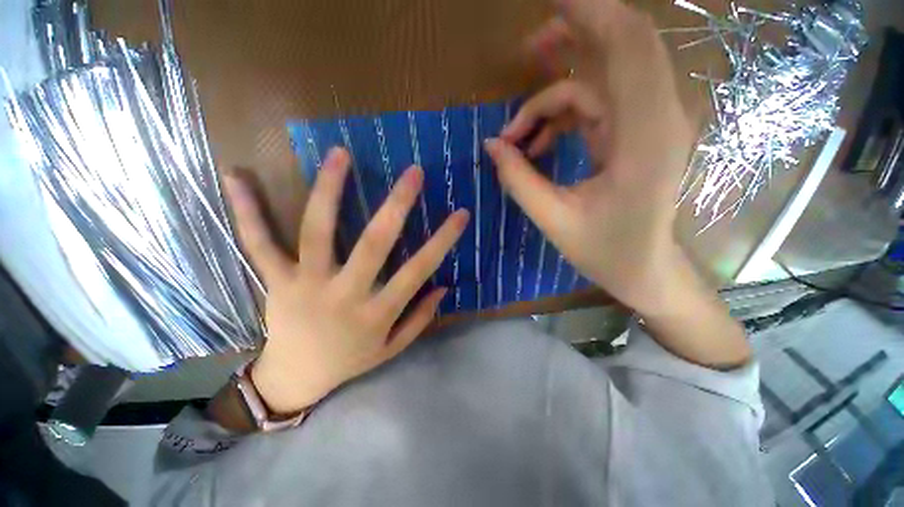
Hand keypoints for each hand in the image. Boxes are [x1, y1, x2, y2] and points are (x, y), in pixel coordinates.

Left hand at [224, 148, 468, 413]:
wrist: (295, 379)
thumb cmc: (350, 361)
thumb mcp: (392, 348)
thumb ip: (420, 318)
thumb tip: (443, 287)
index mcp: (376, 313)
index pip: (418, 270)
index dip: (442, 240)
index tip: (461, 213)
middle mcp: (344, 294)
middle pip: (373, 244)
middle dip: (397, 205)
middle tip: (414, 172)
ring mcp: (305, 284)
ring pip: (318, 232)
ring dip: (329, 191)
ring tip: (341, 154)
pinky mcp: (276, 281)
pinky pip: (259, 244)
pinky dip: (247, 211)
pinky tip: (236, 176)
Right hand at [485, 0, 749, 368]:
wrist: (643, 268)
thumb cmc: (604, 251)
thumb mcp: (552, 219)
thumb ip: (519, 179)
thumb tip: (491, 145)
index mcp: (644, 139)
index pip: (628, 47)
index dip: (591, 13)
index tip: (551, 1)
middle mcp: (656, 120)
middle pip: (621, 48)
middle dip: (573, 36)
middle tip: (528, 46)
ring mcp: (647, 125)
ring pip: (596, 82)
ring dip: (550, 99)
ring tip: (514, 134)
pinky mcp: (633, 135)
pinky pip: (593, 107)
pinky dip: (559, 119)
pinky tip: (535, 146)